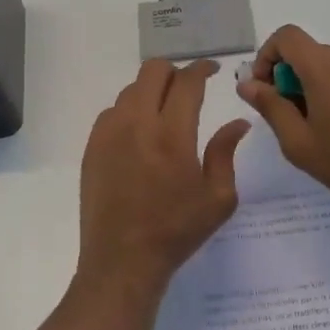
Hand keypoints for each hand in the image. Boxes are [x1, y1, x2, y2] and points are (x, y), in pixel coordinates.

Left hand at [78, 60, 251, 296]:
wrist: (122, 260)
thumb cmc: (176, 231)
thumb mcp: (218, 198)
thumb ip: (225, 152)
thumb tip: (237, 122)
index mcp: (172, 134)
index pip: (187, 82)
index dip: (202, 69)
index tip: (212, 70)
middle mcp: (137, 123)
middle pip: (153, 71)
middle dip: (175, 71)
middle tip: (188, 88)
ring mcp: (109, 133)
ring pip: (131, 89)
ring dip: (151, 91)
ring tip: (164, 112)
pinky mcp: (92, 146)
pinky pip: (112, 112)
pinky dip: (130, 110)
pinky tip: (140, 133)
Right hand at [237, 26, 329, 219]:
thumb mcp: (298, 143)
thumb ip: (270, 106)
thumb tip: (247, 83)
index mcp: (323, 67)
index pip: (287, 36)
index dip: (269, 55)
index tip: (267, 88)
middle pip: (314, 54)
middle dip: (297, 78)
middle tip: (298, 118)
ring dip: (328, 87)